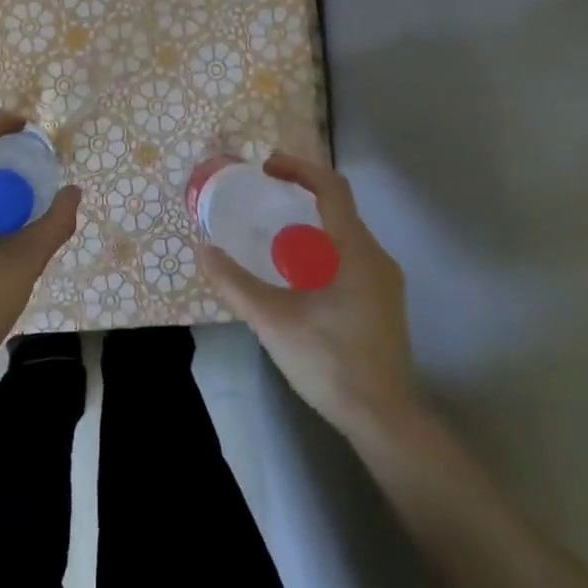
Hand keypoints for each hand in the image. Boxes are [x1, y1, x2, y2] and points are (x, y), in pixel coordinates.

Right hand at [198, 153, 418, 437]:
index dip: (298, 168)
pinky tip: (293, 275)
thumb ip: (235, 283)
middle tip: (259, 200)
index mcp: (355, 252)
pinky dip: (319, 249)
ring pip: (343, 235)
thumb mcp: (272, 320)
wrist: (383, 419)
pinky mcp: (381, 302)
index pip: (332, 188)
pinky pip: (348, 257)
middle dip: (298, 196)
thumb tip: (204, 250)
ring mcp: (383, 282)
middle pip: (338, 208)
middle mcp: (375, 258)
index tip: (265, 168)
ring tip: (270, 236)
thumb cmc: (330, 361)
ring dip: (307, 225)